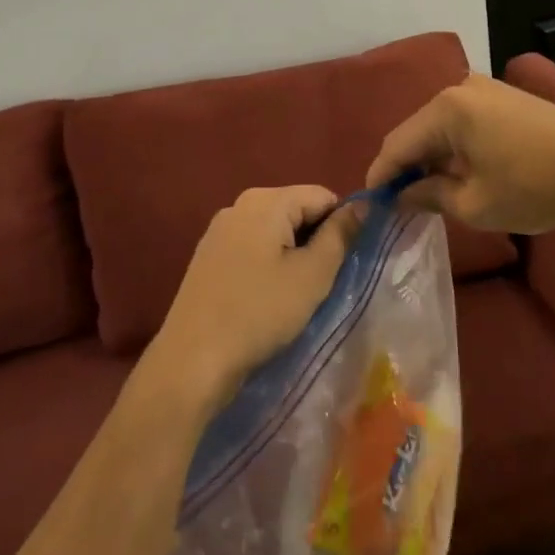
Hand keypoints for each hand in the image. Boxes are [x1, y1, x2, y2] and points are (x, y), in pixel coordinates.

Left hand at [146, 186, 364, 412]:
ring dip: (292, 254)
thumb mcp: (313, 275)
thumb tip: (361, 206)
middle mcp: (239, 204)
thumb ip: (340, 235)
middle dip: (315, 240)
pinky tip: (266, 297)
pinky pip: (252, 247)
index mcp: (266, 200)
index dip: (341, 225)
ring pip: (274, 230)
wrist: (194, 358)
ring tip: (294, 293)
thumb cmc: (260, 312)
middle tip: (320, 282)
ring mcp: (219, 229)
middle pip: (296, 209)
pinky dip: (267, 264)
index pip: (322, 196)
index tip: (343, 263)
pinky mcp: (208, 255)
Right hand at [366, 74, 554, 233]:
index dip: (381, 175)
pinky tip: (457, 171)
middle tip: (397, 201)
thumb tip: (402, 195)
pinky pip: (464, 121)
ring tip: (426, 191)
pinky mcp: (505, 97)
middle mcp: (460, 88)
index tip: (370, 203)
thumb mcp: (474, 204)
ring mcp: (486, 89)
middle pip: (417, 131)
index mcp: (446, 109)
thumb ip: (428, 195)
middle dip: (405, 166)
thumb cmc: (534, 188)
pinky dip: (454, 146)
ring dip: (430, 157)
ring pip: (440, 126)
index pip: (398, 144)